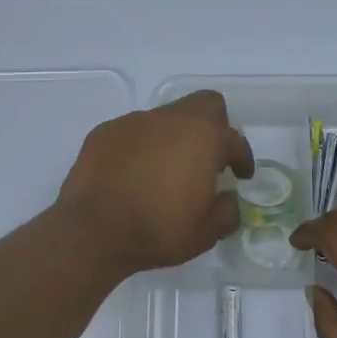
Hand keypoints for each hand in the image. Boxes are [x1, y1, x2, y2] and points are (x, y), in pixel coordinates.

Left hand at [59, 90, 254, 275]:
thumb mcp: (207, 232)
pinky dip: (140, 148)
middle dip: (213, 126)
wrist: (94, 229)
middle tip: (209, 157)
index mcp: (204, 137)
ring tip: (166, 171)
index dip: (242, 158)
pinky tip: (134, 174)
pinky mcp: (104, 132)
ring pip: (165, 119)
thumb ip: (227, 211)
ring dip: (173, 138)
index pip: (234, 139)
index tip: (241, 175)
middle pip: (204, 105)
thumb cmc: (159, 228)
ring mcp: (134, 122)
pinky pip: (132, 133)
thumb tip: (227, 200)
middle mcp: (171, 119)